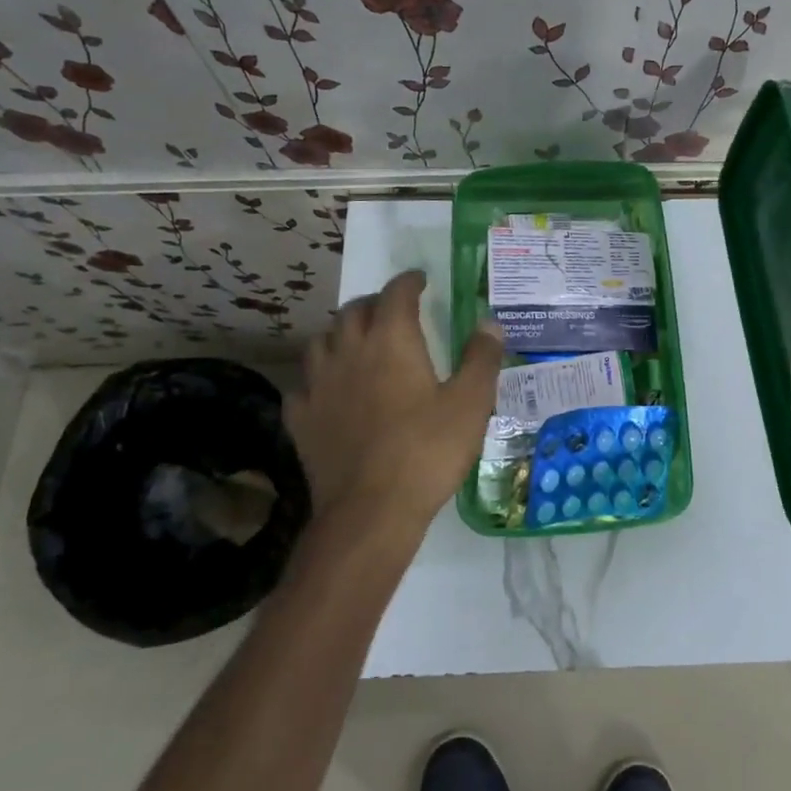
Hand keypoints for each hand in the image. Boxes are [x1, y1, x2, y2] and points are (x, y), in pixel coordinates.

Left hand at [284, 270, 503, 562]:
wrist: (370, 510)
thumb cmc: (427, 451)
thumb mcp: (470, 404)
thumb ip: (481, 359)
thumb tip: (490, 324)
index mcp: (391, 340)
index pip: (396, 294)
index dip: (409, 282)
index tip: (420, 280)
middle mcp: (348, 351)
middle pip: (355, 311)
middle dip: (375, 303)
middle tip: (394, 311)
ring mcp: (318, 384)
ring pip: (322, 341)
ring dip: (342, 334)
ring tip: (358, 344)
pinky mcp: (300, 418)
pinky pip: (305, 384)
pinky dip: (319, 378)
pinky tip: (330, 392)